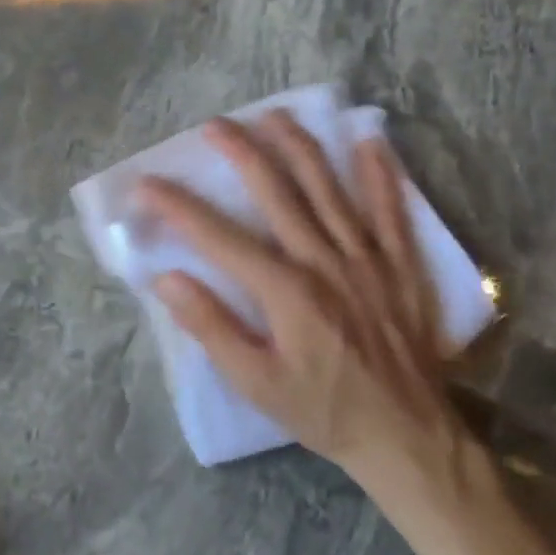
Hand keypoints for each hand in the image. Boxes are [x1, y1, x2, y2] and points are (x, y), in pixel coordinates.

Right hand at [138, 114, 466, 487]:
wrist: (408, 438)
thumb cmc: (322, 410)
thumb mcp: (255, 382)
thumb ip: (211, 327)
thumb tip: (167, 279)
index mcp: (285, 290)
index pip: (219, 236)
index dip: (179, 207)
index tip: (147, 184)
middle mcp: (325, 261)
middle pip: (277, 192)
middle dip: (242, 154)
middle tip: (215, 126)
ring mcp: (367, 258)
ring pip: (329, 188)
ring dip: (299, 148)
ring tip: (274, 116)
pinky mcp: (401, 266)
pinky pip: (391, 210)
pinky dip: (381, 173)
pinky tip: (369, 140)